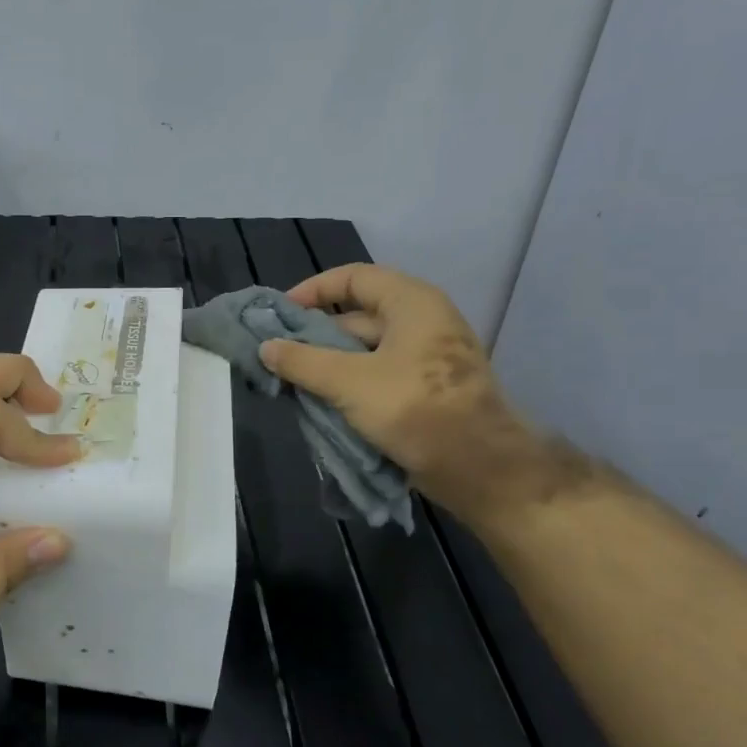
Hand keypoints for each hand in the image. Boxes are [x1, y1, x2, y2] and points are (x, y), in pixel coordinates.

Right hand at [259, 263, 584, 524]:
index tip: (280, 315)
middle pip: (357, 315)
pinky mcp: (425, 390)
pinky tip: (321, 402)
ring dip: (329, 363)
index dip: (313, 290)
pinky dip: (349, 383)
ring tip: (291, 381)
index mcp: (411, 303)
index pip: (354, 278)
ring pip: (365, 350)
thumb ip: (303, 361)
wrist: (481, 468)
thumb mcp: (349, 382)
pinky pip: (377, 375)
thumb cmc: (416, 409)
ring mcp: (425, 358)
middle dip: (316, 334)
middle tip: (278, 355)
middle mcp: (421, 322)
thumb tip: (265, 347)